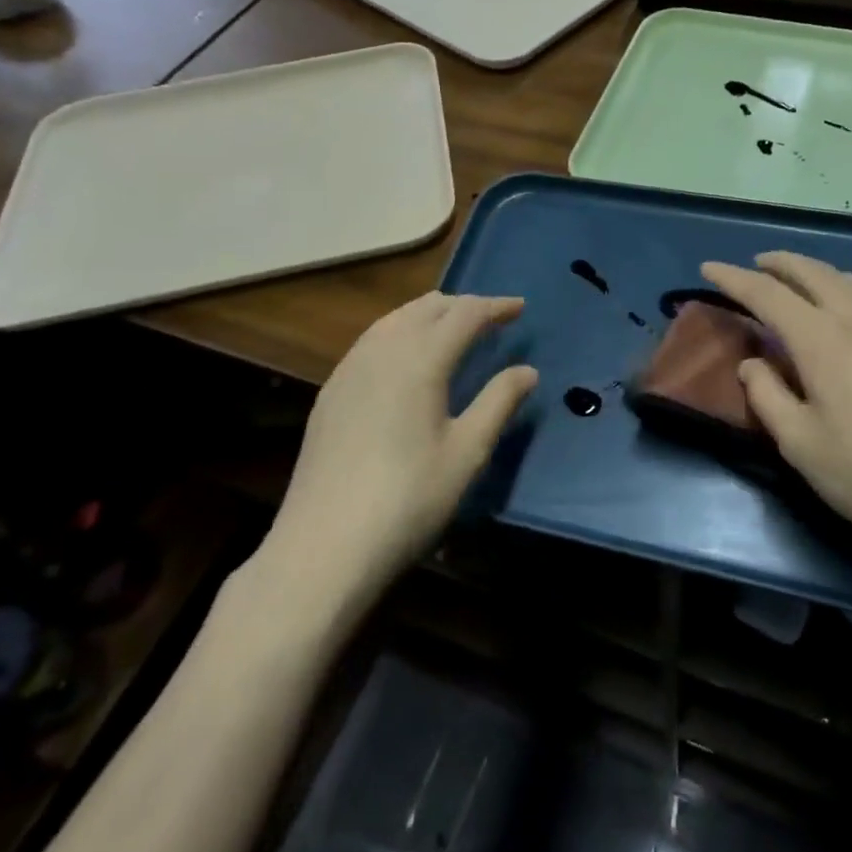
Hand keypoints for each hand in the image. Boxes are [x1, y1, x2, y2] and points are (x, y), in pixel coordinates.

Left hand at [263, 293, 537, 595]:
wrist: (323, 546)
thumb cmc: (408, 499)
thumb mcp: (467, 453)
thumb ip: (499, 402)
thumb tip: (527, 370)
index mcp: (420, 360)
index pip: (464, 314)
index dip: (495, 306)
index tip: (520, 308)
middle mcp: (381, 351)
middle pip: (425, 308)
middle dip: (462, 306)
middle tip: (491, 317)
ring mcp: (348, 370)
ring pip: (393, 320)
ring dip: (428, 315)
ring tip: (452, 328)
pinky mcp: (330, 393)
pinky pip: (371, 341)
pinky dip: (399, 332)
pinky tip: (405, 358)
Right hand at [701, 253, 851, 582]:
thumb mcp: (800, 444)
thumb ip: (767, 396)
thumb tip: (754, 364)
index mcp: (822, 339)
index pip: (767, 294)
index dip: (733, 278)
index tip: (708, 268)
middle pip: (812, 272)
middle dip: (778, 263)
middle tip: (755, 266)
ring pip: (849, 278)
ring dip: (815, 272)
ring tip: (798, 282)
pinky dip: (847, 287)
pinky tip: (849, 309)